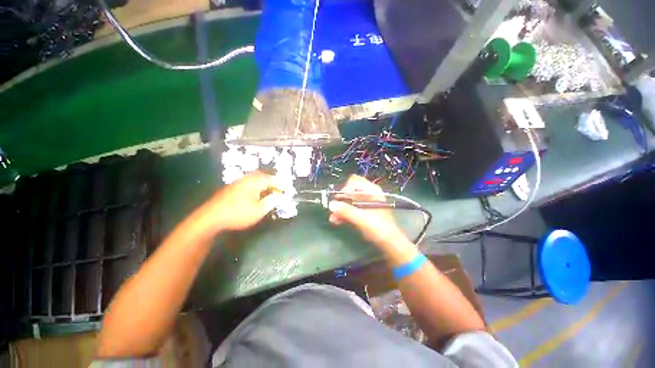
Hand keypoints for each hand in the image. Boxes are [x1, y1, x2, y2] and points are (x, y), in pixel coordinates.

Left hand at [202, 171, 281, 232]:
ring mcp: (238, 182)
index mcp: (254, 182)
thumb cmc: (237, 214)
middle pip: (263, 175)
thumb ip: (271, 201)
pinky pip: (249, 182)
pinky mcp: (232, 187)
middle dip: (273, 180)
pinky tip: (257, 193)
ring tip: (270, 190)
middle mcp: (247, 179)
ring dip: (265, 182)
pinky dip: (257, 185)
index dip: (282, 184)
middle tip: (279, 187)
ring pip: (255, 178)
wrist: (211, 217)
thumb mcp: (258, 211)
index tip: (288, 188)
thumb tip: (279, 195)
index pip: (272, 179)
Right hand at [328, 175, 409, 247]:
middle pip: (350, 191)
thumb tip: (331, 204)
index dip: (345, 189)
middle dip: (340, 199)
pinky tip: (336, 220)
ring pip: (349, 201)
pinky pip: (350, 209)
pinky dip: (344, 214)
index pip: (355, 181)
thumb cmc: (379, 227)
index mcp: (371, 191)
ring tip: (332, 217)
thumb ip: (346, 210)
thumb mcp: (362, 218)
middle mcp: (368, 194)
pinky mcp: (362, 213)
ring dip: (340, 208)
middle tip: (333, 207)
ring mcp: (365, 204)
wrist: (389, 243)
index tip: (339, 199)